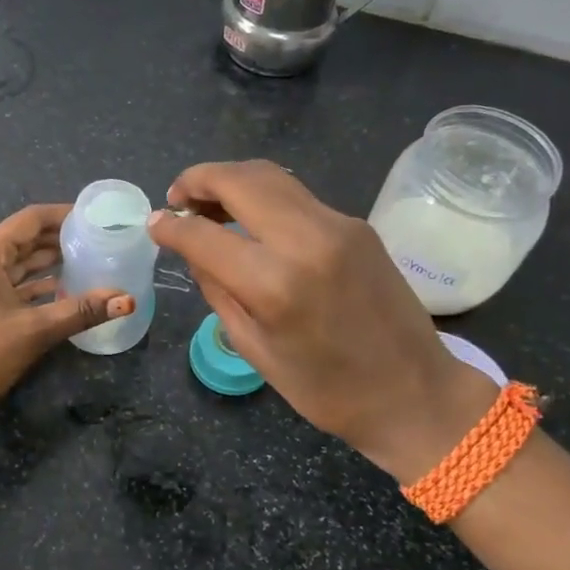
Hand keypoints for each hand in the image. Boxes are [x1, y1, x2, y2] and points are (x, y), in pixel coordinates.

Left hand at [0, 203, 133, 421]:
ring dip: (48, 265)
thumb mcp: (34, 330)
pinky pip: (8, 284)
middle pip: (24, 239)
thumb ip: (81, 311)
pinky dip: (33, 286)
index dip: (65, 215)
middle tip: (99, 243)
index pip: (31, 219)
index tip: (97, 218)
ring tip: (88, 265)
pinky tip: (61, 295)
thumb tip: (127, 299)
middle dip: (60, 240)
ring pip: (17, 264)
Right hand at [148, 161, 495, 484]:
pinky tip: (252, 221)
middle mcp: (307, 239)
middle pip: (239, 179)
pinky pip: (297, 196)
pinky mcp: (357, 224)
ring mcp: (338, 225)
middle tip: (178, 199)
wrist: (415, 393)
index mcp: (276, 283)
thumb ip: (217, 289)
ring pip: (271, 176)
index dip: (171, 226)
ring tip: (209, 205)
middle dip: (198, 180)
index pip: (204, 234)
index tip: (154, 224)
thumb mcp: (255, 349)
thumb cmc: (326, 389)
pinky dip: (263, 196)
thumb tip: (191, 248)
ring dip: (231, 180)